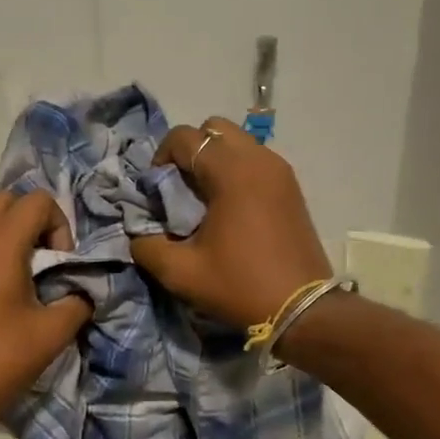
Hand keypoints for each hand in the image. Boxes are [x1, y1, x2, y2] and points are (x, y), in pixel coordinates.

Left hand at [0, 190, 91, 432]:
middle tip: (44, 260)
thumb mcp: (53, 332)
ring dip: (8, 236)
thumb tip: (82, 292)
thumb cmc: (0, 360)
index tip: (60, 263)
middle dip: (32, 221)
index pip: (36, 200)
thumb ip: (77, 301)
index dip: (59, 225)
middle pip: (6, 200)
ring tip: (22, 278)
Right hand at [130, 116, 332, 328]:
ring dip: (215, 161)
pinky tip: (230, 211)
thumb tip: (137, 235)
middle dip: (190, 151)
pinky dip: (236, 173)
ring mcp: (280, 171)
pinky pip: (256, 162)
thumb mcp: (181, 273)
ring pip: (238, 143)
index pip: (185, 137)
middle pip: (214, 129)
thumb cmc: (240, 286)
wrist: (302, 309)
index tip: (157, 192)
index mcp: (231, 172)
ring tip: (205, 201)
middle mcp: (259, 159)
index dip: (161, 158)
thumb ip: (147, 247)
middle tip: (181, 189)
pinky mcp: (292, 188)